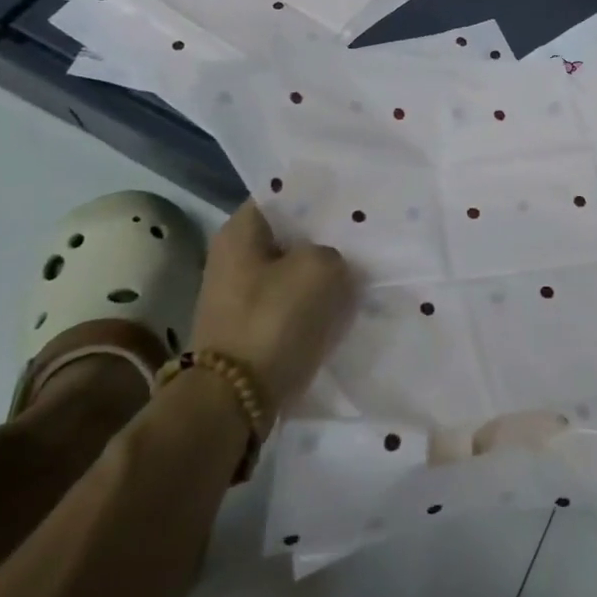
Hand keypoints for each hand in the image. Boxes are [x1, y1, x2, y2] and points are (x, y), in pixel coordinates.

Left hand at [194, 201, 354, 408]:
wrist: (235, 401)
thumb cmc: (273, 319)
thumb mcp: (320, 268)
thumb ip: (335, 251)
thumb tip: (333, 261)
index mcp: (239, 231)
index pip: (284, 195)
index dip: (319, 195)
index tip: (353, 201)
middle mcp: (233, 257)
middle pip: (289, 234)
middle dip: (324, 235)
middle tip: (364, 234)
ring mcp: (240, 295)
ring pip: (293, 270)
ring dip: (322, 272)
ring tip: (360, 269)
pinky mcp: (252, 328)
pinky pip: (291, 303)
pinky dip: (314, 303)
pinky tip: (344, 303)